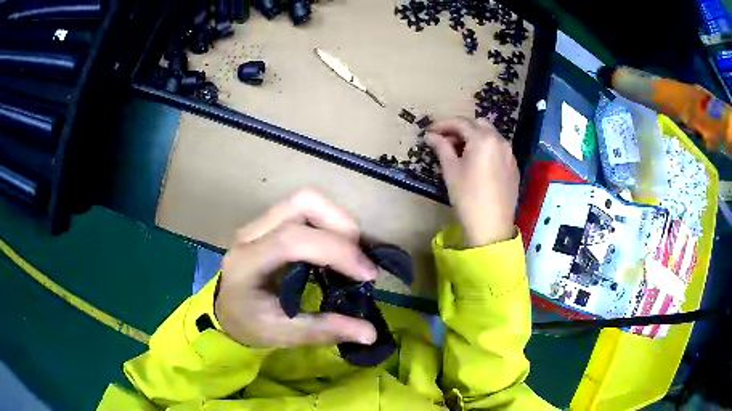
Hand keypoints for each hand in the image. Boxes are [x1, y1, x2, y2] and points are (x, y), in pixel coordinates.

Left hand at [215, 189, 378, 347]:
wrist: (226, 310)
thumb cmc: (249, 324)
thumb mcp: (282, 334)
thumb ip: (323, 330)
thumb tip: (371, 334)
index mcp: (247, 262)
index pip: (292, 240)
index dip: (336, 250)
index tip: (367, 275)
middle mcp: (251, 233)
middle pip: (302, 204)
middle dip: (341, 225)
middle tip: (359, 260)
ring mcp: (260, 223)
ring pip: (306, 201)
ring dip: (338, 221)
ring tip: (353, 253)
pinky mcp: (271, 222)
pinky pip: (306, 210)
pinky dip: (330, 223)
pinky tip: (338, 248)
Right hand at [426, 117, 518, 246]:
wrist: (491, 226)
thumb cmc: (467, 196)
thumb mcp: (451, 170)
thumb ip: (441, 147)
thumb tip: (431, 136)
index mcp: (483, 139)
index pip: (460, 123)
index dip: (442, 125)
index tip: (429, 132)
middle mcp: (500, 141)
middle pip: (478, 124)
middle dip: (460, 129)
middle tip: (445, 142)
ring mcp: (509, 154)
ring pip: (490, 136)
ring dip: (474, 138)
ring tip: (460, 153)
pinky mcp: (513, 167)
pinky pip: (498, 149)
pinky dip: (485, 149)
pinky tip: (476, 164)